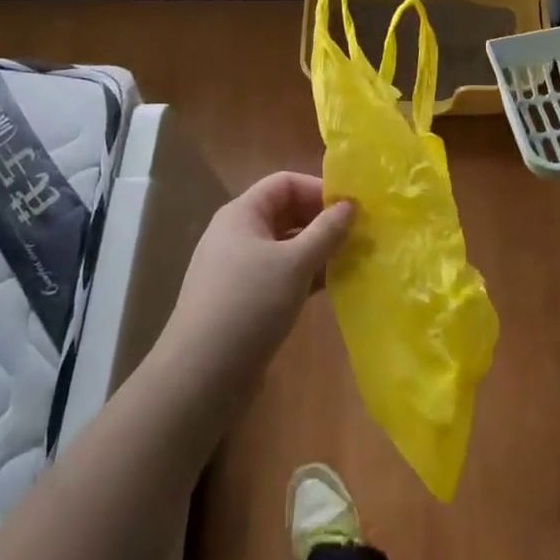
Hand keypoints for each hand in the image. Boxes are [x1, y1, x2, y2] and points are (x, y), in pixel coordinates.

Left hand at [160, 171, 354, 388]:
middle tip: (358, 236)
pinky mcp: (242, 300)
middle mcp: (237, 234)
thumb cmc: (249, 304)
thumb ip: (326, 232)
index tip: (352, 209)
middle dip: (321, 221)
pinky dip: (304, 276)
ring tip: (352, 261)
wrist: (201, 376)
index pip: (285, 183)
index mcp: (242, 213)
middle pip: (285, 212)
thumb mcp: (295, 264)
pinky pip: (279, 275)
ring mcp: (237, 269)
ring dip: (316, 251)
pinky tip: (330, 288)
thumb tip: (351, 204)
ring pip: (284, 246)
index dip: (318, 190)